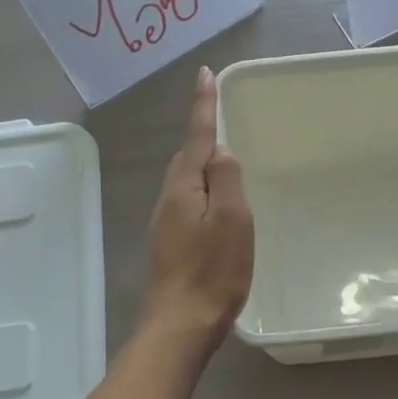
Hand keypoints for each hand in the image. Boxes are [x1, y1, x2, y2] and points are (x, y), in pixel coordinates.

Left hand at [138, 67, 254, 349]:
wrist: (179, 325)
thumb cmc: (213, 271)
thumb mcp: (232, 219)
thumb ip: (227, 179)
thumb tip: (220, 150)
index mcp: (184, 187)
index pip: (196, 135)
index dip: (203, 104)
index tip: (205, 74)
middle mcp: (169, 198)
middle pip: (185, 156)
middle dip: (200, 133)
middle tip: (219, 114)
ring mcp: (165, 223)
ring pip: (185, 180)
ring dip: (201, 163)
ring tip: (223, 158)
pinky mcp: (170, 243)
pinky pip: (187, 201)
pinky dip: (202, 189)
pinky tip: (215, 203)